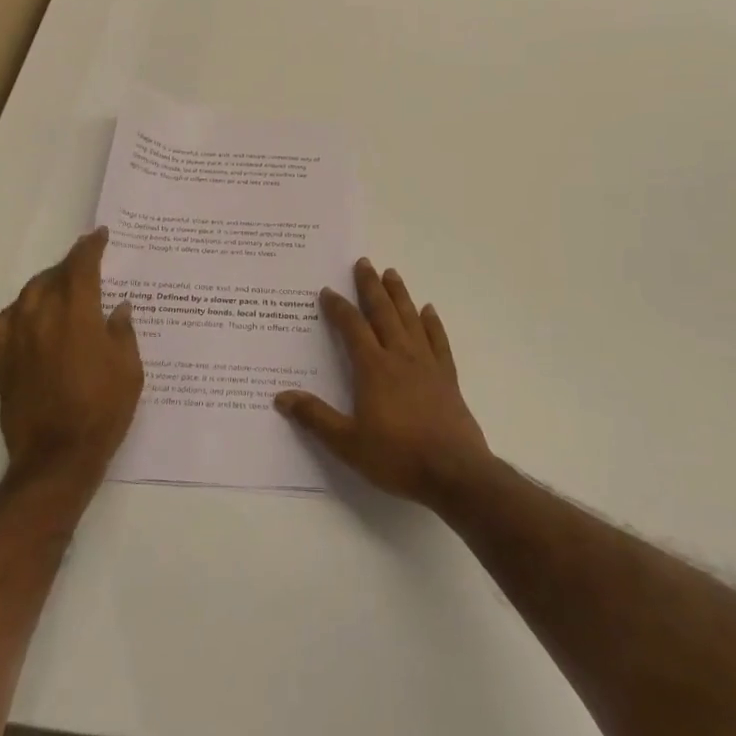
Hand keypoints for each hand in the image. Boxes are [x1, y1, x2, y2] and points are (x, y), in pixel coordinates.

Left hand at [0, 228, 142, 494]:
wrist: (56, 457)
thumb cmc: (102, 411)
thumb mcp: (130, 370)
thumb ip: (122, 332)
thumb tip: (118, 308)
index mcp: (77, 315)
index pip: (81, 266)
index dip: (91, 247)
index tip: (100, 236)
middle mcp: (43, 318)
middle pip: (52, 276)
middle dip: (70, 264)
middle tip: (86, 263)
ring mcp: (18, 338)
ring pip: (28, 294)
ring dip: (46, 283)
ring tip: (61, 286)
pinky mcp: (3, 360)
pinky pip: (7, 320)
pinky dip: (21, 309)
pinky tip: (31, 315)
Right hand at [275, 258, 493, 508]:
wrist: (454, 472)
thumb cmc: (397, 456)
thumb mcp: (348, 443)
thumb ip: (315, 417)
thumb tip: (281, 396)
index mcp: (373, 368)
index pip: (352, 328)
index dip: (338, 308)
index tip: (328, 291)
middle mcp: (400, 356)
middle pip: (383, 312)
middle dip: (371, 286)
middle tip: (363, 262)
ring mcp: (427, 364)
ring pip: (410, 319)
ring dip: (400, 295)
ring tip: (392, 273)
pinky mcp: (447, 377)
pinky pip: (438, 341)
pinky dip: (432, 323)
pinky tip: (429, 311)